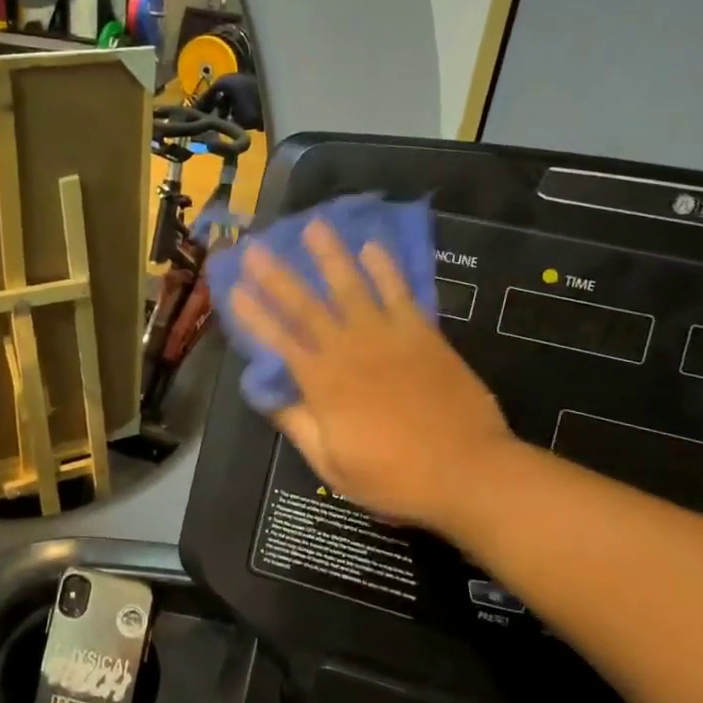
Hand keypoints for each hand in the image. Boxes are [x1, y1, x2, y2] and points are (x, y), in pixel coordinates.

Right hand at [230, 220, 518, 532]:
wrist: (468, 471)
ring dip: (330, 256)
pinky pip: (401, 294)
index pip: (278, 340)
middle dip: (278, 275)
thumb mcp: (333, 465)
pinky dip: (386, 270)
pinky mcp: (423, 335)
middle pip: (307, 305)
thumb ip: (298, 425)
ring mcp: (388, 338)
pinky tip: (374, 247)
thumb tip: (266, 394)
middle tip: (256, 246)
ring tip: (314, 225)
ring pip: (352, 288)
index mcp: (323, 384)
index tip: (233, 288)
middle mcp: (350, 350)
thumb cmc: (395, 477)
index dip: (253, 314)